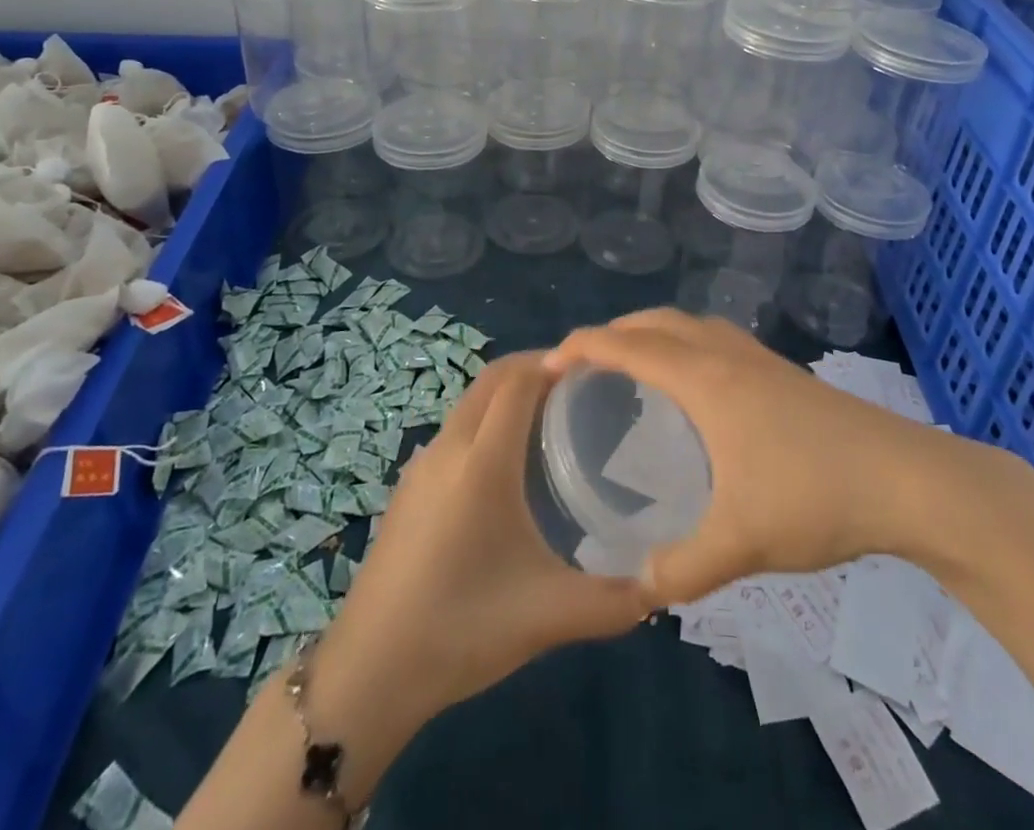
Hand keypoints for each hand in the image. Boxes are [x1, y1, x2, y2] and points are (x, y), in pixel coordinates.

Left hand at [307, 352, 649, 761]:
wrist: (368, 672)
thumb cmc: (462, 629)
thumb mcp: (548, 616)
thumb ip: (615, 601)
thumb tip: (664, 585)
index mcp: (483, 460)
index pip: (519, 380)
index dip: (556, 362)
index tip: (597, 368)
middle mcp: (450, 446)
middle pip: (493, 378)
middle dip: (535, 367)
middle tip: (581, 387)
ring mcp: (422, 464)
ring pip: (471, 401)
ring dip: (508, 392)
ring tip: (553, 419)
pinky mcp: (409, 486)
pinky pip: (456, 429)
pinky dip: (487, 418)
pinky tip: (508, 465)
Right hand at [547, 309, 1031, 605]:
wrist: (907, 478)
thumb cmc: (815, 495)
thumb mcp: (742, 543)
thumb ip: (683, 570)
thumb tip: (639, 588)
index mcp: (705, 379)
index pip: (628, 345)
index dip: (583, 346)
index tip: (548, 364)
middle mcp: (725, 355)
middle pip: (656, 322)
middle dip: (613, 333)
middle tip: (584, 367)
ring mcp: (759, 358)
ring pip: (690, 325)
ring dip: (653, 333)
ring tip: (633, 369)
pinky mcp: (784, 372)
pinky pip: (716, 340)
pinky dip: (686, 345)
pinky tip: (695, 390)